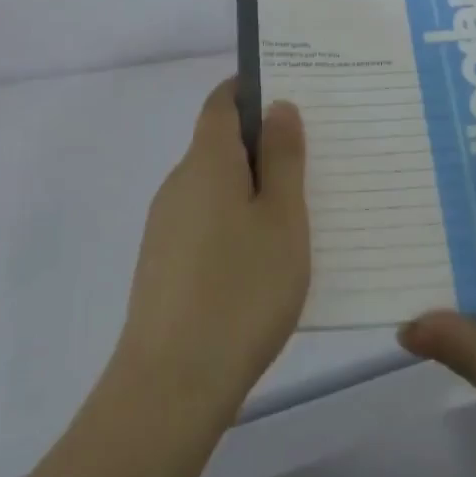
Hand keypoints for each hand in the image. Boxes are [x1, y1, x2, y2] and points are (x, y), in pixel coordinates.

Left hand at [0, 85, 307, 476]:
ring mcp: (166, 224)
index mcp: (207, 160)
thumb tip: (277, 106)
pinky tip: (263, 258)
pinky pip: (206, 220)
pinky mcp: (164, 263)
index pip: (222, 100)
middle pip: (220, 142)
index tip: (291, 94)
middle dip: (262, 142)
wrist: (169, 388)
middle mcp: (180, 182)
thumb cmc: (240, 291)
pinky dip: (235, 220)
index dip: (252, 88)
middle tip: (311, 157)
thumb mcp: (282, 219)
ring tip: (298, 211)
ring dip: (251, 185)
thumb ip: (283, 157)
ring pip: (215, 184)